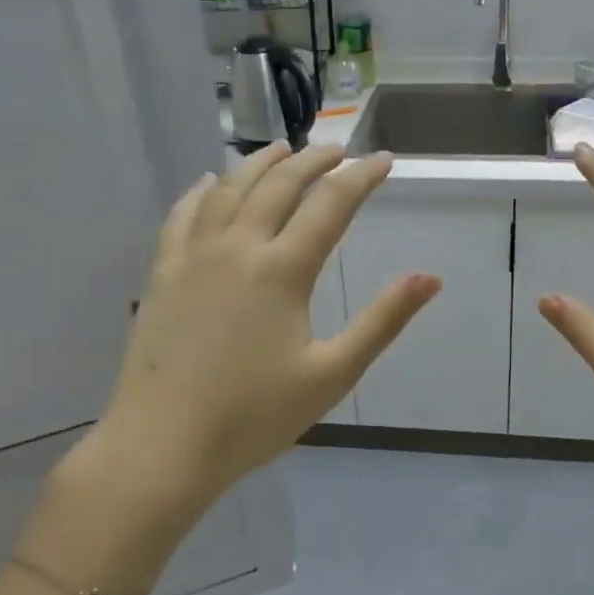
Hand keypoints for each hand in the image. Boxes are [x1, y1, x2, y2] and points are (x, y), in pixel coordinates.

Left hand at [33, 143, 438, 592]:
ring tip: (283, 150)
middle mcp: (238, 247)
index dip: (361, 177)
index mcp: (282, 270)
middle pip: (279, 184)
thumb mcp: (332, 374)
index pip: (330, 205)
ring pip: (229, 189)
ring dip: (261, 163)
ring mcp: (194, 256)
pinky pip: (182, 215)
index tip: (383, 159)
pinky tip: (209, 182)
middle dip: (313, 160)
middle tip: (338, 150)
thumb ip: (382, 321)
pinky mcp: (163, 273)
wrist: (163, 444)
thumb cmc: (254, 416)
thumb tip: (430, 278)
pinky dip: (202, 191)